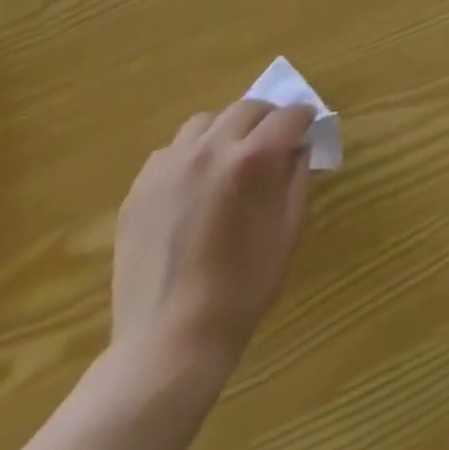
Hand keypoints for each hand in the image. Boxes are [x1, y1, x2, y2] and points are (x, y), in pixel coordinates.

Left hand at [111, 101, 315, 380]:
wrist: (170, 341)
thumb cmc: (243, 288)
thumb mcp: (288, 228)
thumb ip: (297, 177)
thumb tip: (299, 148)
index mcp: (253, 159)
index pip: (289, 116)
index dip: (304, 119)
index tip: (308, 130)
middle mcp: (210, 149)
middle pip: (248, 108)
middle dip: (268, 119)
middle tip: (275, 143)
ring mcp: (169, 166)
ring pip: (206, 122)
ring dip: (227, 131)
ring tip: (231, 160)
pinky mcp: (140, 188)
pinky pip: (172, 150)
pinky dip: (192, 154)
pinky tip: (196, 185)